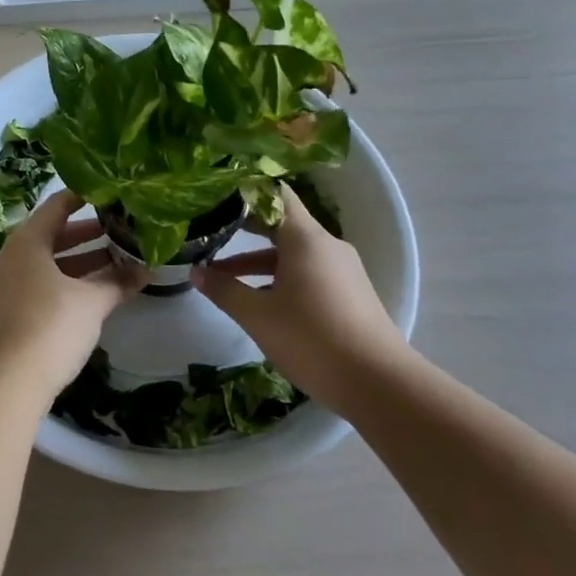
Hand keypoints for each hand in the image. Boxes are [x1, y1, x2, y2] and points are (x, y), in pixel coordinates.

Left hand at [0, 189, 146, 404]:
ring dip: (78, 262)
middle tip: (118, 231)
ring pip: (45, 264)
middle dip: (85, 235)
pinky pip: (39, 285)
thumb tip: (148, 270)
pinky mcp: (7, 314)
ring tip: (114, 262)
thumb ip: (118, 283)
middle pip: (50, 236)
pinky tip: (91, 294)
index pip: (55, 207)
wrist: (7, 382)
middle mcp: (10, 258)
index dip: (81, 198)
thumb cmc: (51, 326)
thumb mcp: (91, 302)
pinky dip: (65, 283)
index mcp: (26, 242)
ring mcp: (5, 287)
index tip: (107, 193)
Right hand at [191, 189, 409, 412]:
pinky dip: (280, 277)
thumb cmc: (312, 339)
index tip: (217, 194)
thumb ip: (224, 290)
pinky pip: (308, 272)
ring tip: (222, 276)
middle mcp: (327, 246)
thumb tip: (195, 272)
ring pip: (293, 253)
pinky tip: (260, 301)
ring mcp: (342, 270)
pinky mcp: (349, 294)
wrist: (380, 385)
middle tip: (209, 229)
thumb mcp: (258, 316)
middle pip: (282, 223)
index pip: (276, 194)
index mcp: (306, 238)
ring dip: (258, 260)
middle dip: (245, 227)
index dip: (246, 191)